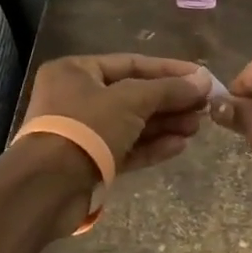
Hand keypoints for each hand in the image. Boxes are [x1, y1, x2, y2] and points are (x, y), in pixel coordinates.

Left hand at [21, 53, 213, 176]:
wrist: (47, 188)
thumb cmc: (86, 128)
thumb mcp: (131, 100)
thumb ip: (169, 89)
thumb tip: (204, 80)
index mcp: (77, 71)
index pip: (132, 63)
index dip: (170, 70)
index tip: (202, 77)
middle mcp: (77, 97)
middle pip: (134, 95)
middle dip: (170, 101)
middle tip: (204, 106)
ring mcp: (84, 132)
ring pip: (133, 123)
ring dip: (165, 124)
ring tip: (197, 127)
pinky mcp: (91, 162)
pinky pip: (127, 148)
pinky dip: (152, 146)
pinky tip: (180, 146)